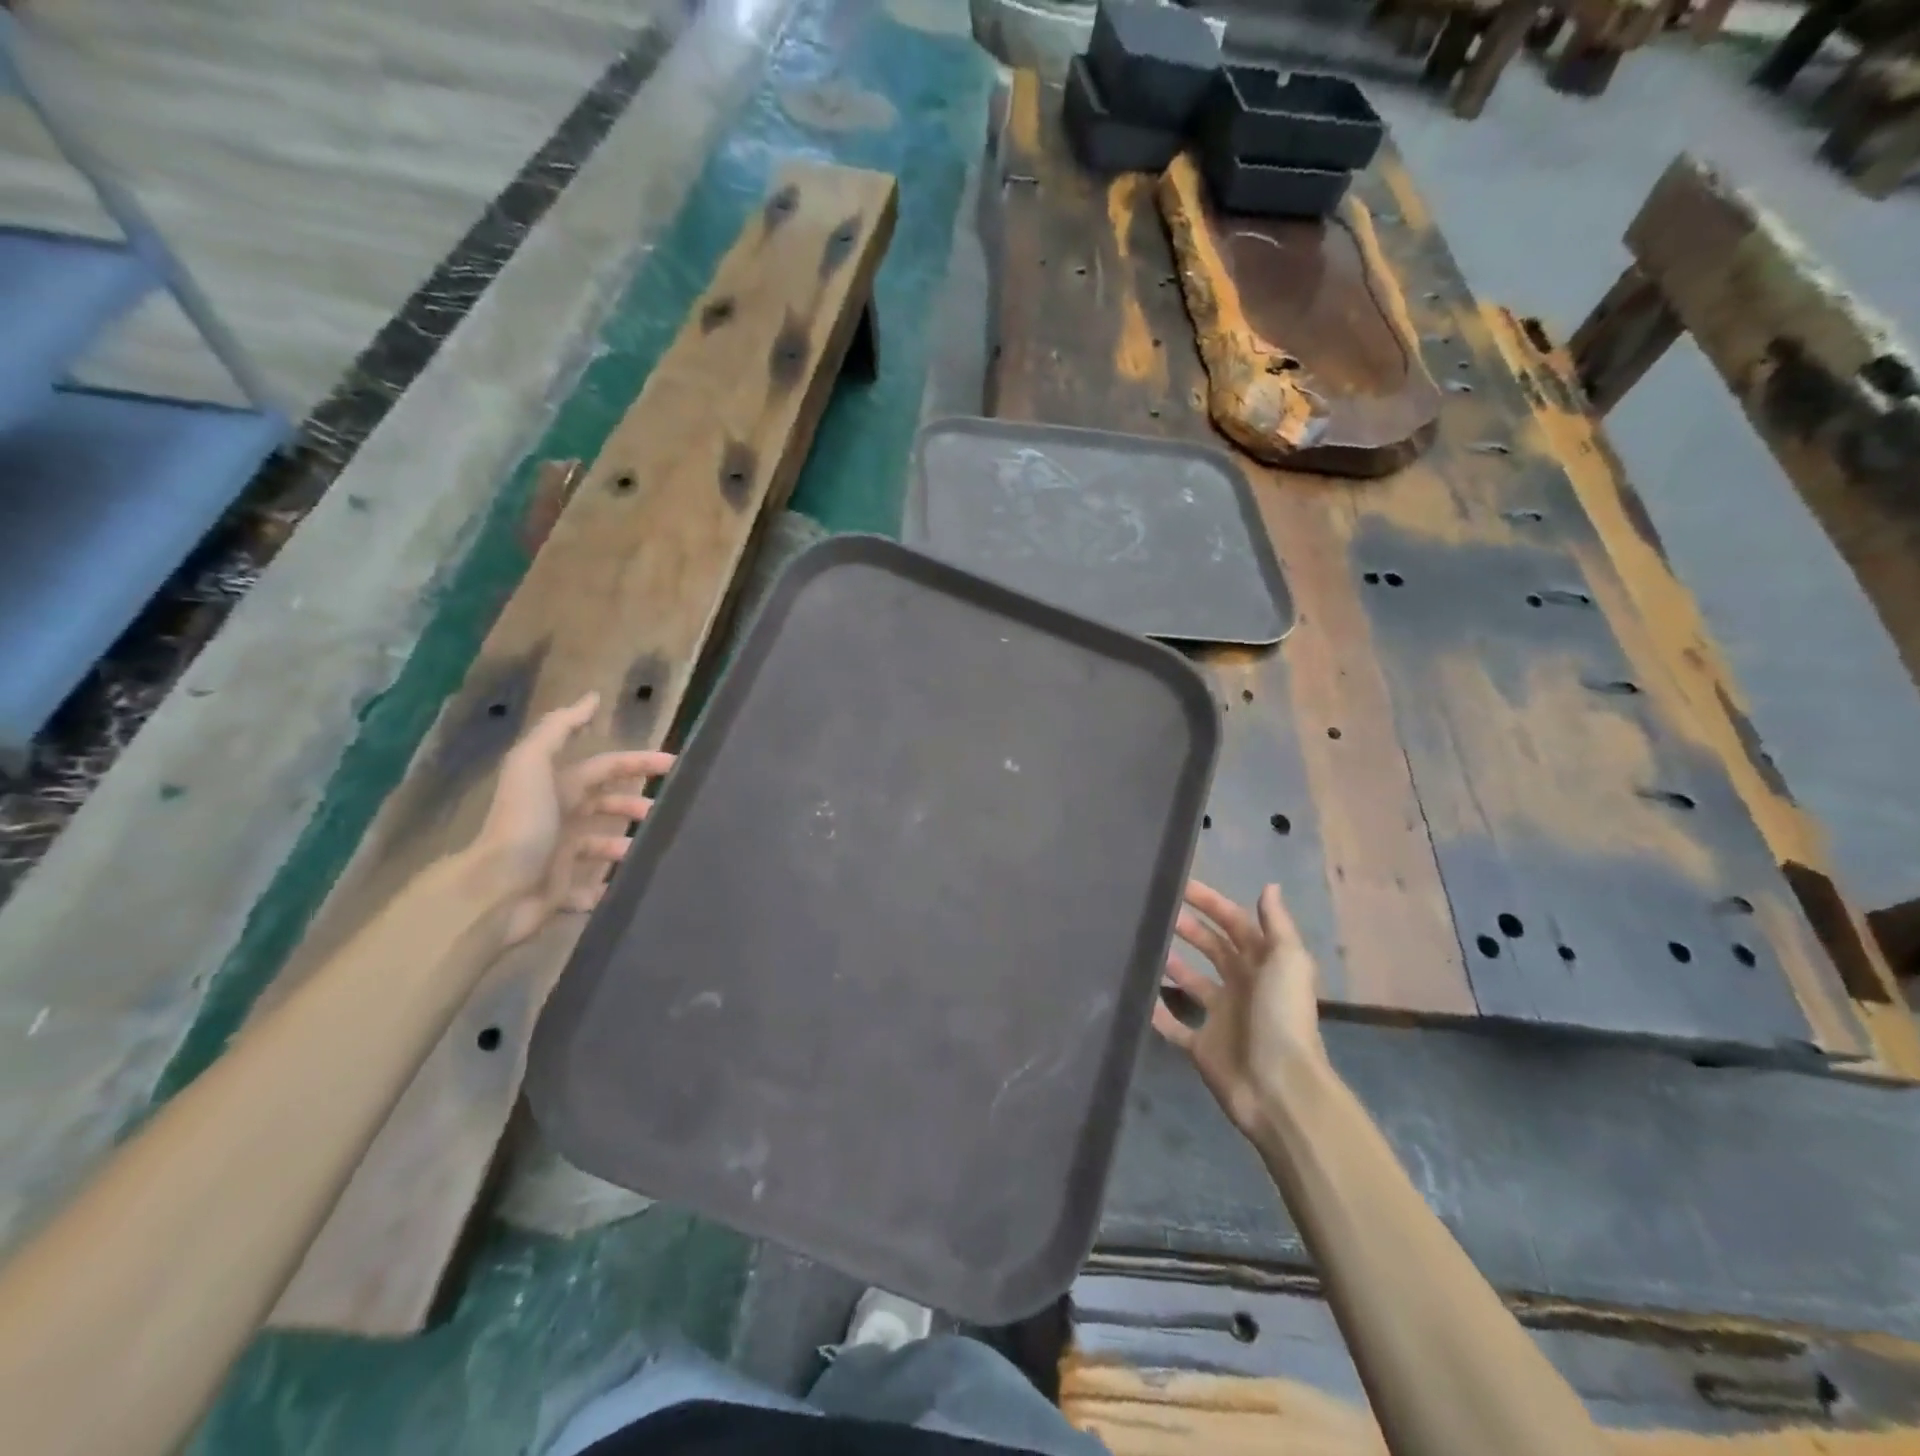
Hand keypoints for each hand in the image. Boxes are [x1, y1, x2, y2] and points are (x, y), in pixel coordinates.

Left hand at [469, 692, 673, 946]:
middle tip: (666, 812)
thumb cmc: (522, 824)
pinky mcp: (559, 892)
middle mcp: (558, 819)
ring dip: (625, 845)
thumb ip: (559, 728)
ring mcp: (558, 857)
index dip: (638, 762)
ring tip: (650, 850)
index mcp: (557, 788)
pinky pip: (590, 890)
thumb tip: (592, 697)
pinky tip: (627, 885)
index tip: (673, 764)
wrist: (495, 890)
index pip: (605, 767)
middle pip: (604, 804)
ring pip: (601, 845)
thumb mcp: (533, 764)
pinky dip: (608, 887)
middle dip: (634, 804)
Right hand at [1153, 880, 1324, 1138]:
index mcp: (1264, 966)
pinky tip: (1137, 994)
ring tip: (1144, 943)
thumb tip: (1269, 886)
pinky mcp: (1201, 1047)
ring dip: (1173, 964)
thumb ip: (1276, 924)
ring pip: (1191, 983)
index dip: (1212, 904)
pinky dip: (1157, 1012)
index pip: (1236, 925)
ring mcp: (1221, 1018)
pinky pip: (1173, 1026)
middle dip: (1189, 927)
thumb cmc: (1281, 1017)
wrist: (1278, 1088)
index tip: (1181, 885)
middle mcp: (1242, 987)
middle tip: (1157, 910)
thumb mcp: (1287, 962)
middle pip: (1213, 950)